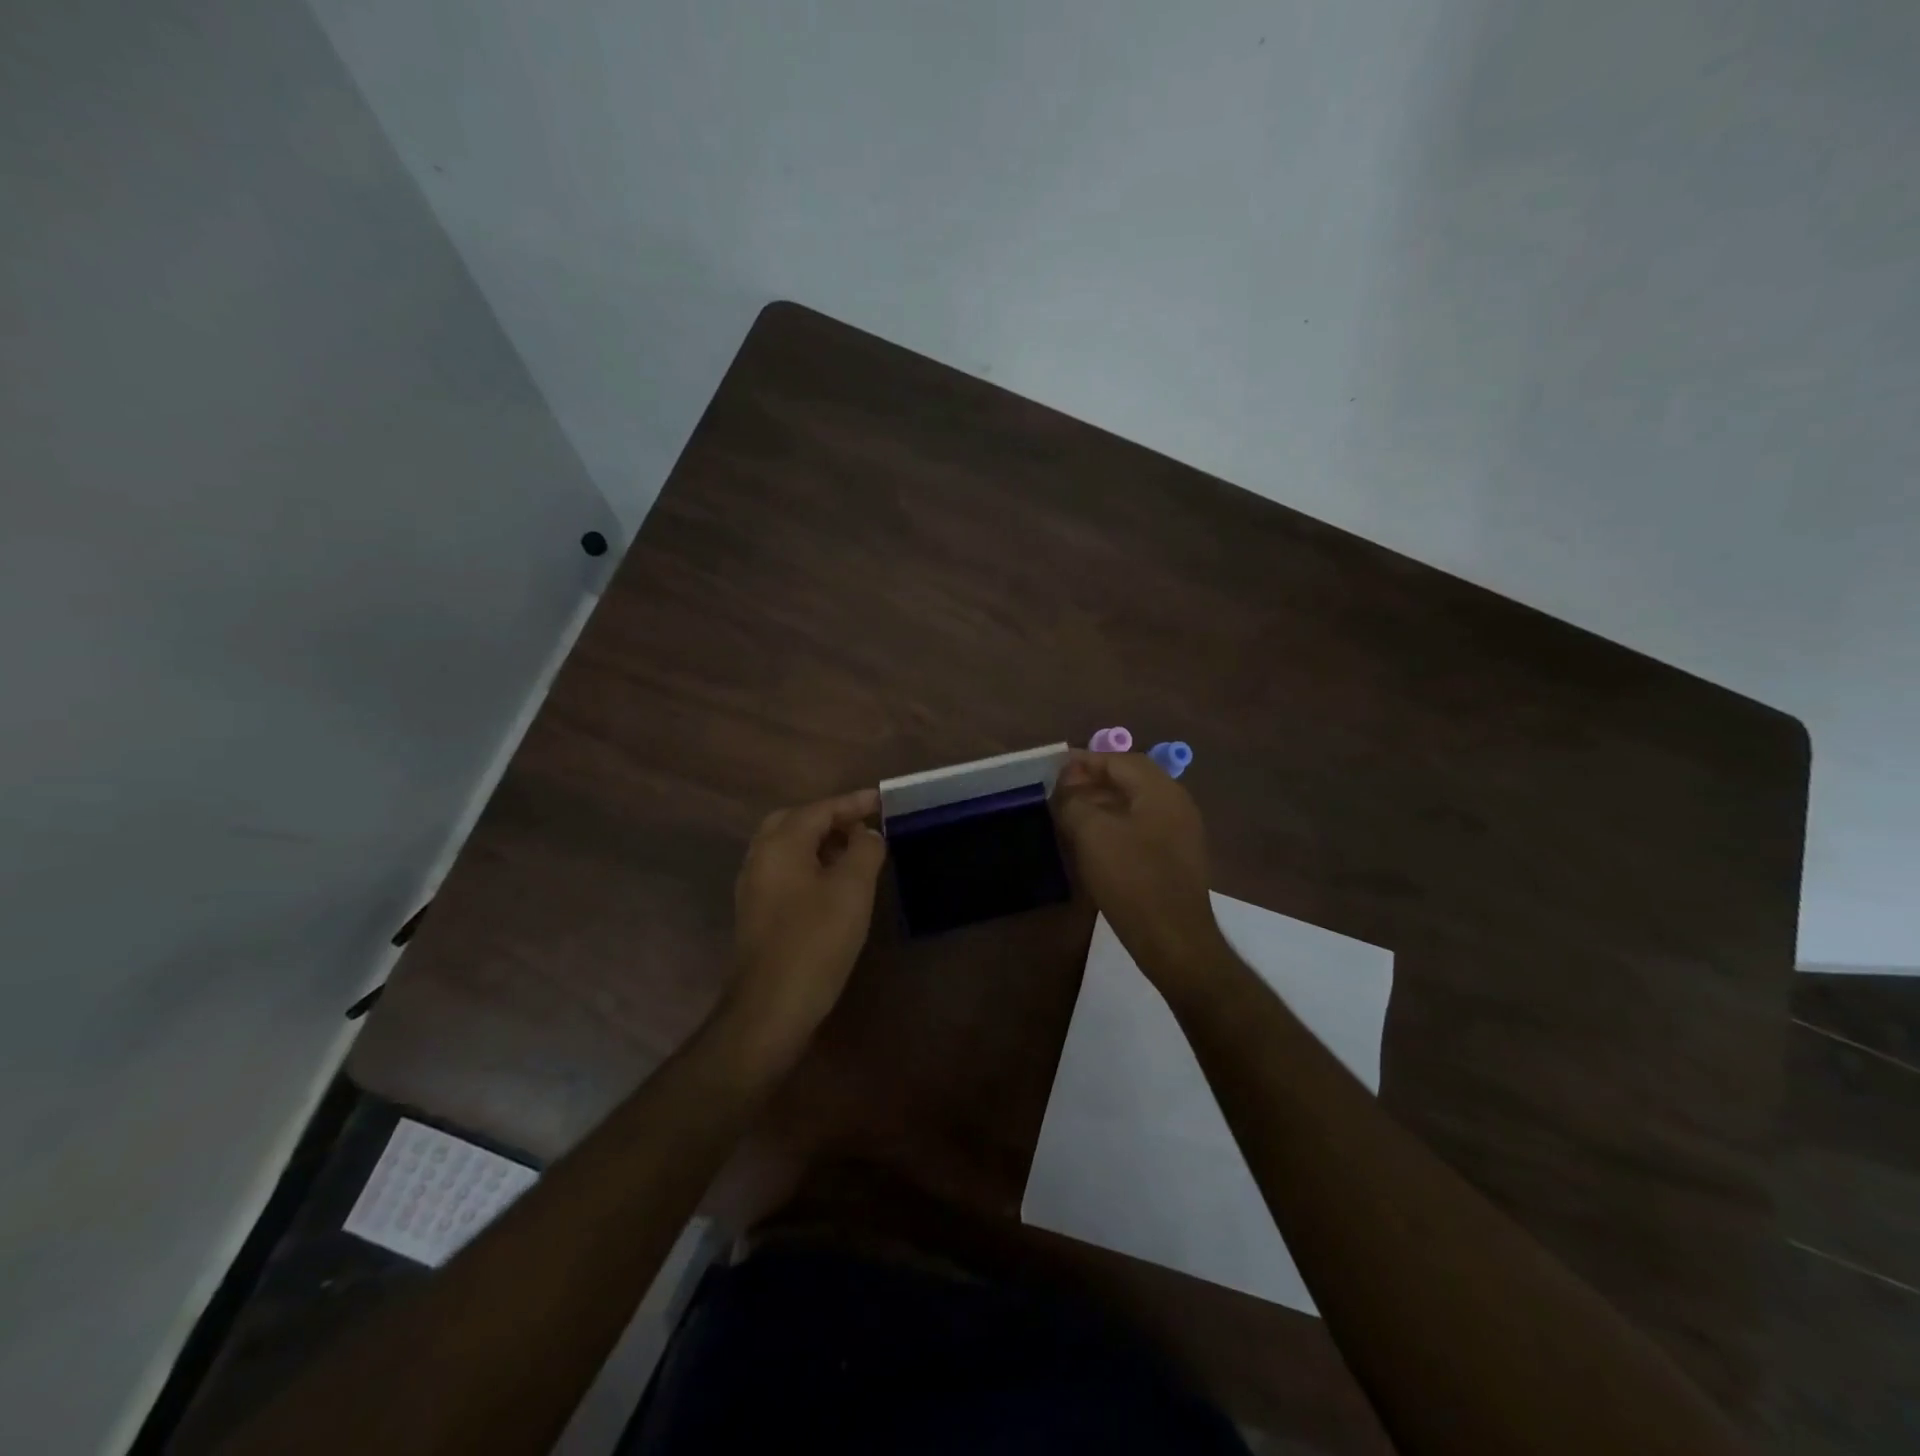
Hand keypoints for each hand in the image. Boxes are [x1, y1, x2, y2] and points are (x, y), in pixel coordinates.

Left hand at [725, 788, 886, 1054]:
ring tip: (856, 850)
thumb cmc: (816, 941)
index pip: (820, 808)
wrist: (771, 1006)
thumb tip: (867, 833)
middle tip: (865, 824)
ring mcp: (754, 886)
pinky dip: (811, 863)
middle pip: (796, 821)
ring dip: (821, 841)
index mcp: (781, 843)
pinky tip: (834, 883)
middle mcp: (760, 857)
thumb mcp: (852, 889)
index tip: (883, 800)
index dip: (854, 803)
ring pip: (788, 847)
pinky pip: (786, 870)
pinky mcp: (757, 911)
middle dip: (832, 818)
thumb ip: (864, 850)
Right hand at [1052, 751, 1225, 987]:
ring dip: (1102, 803)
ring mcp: (1179, 833)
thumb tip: (1066, 790)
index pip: (1120, 760)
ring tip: (1069, 813)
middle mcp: (1175, 804)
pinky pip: (1140, 827)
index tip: (1054, 767)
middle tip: (1060, 790)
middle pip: (1130, 779)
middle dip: (1093, 780)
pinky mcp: (1175, 858)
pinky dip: (1114, 824)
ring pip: (1134, 804)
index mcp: (1160, 790)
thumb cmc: (1132, 879)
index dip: (1085, 760)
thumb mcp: (1092, 833)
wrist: (1173, 939)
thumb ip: (1074, 802)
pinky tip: (1092, 841)